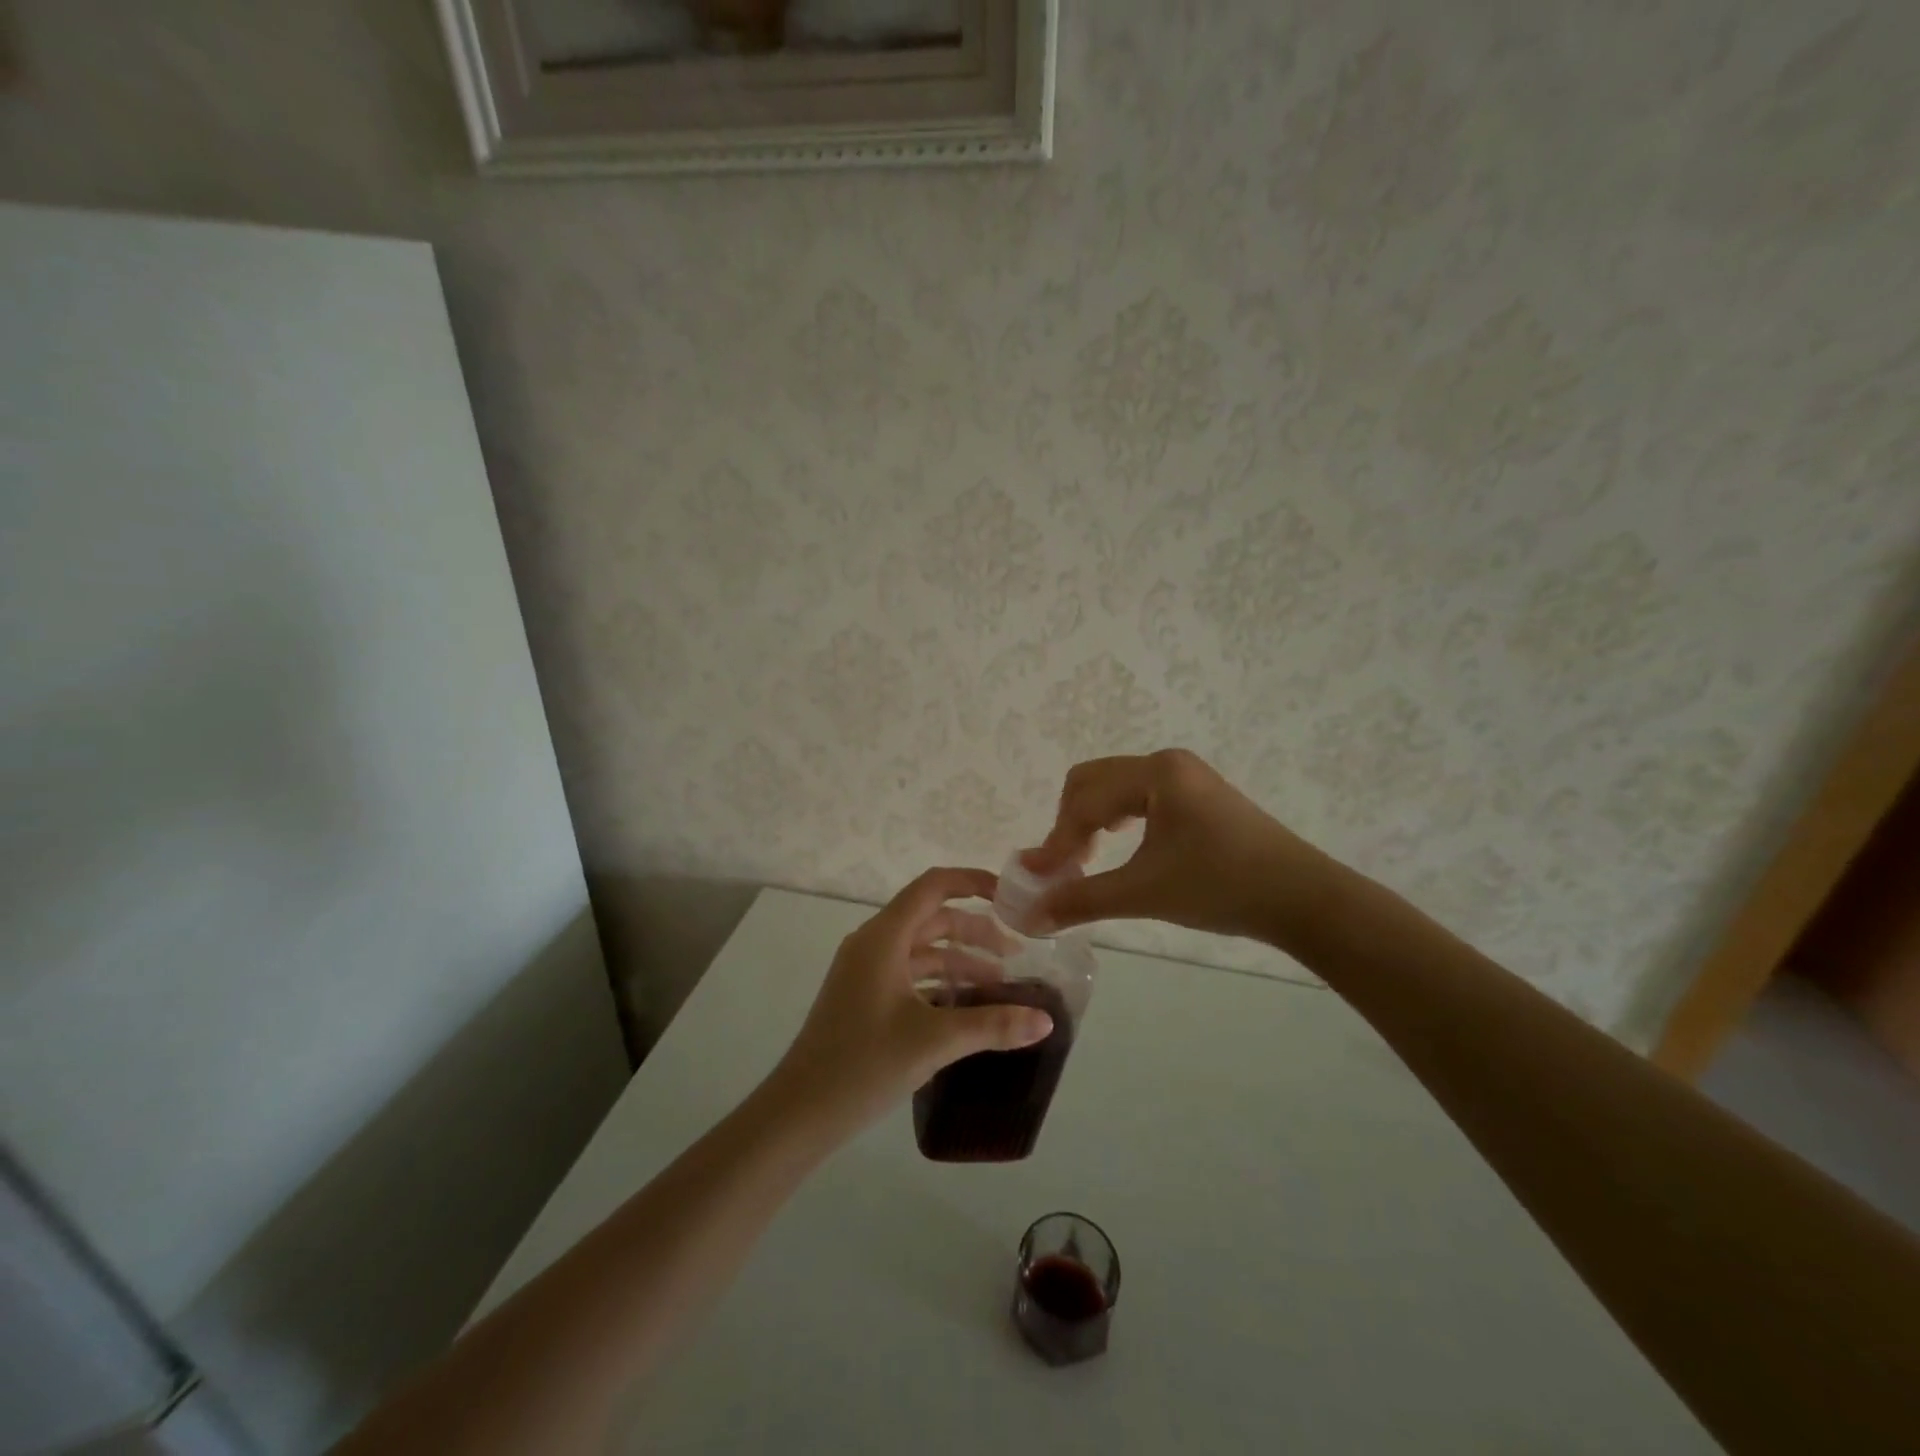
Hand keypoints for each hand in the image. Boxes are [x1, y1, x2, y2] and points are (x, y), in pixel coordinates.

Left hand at [768, 868, 1054, 1135]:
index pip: (933, 887)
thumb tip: (1046, 1020)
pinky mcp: (863, 998)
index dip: (972, 882)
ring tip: (1000, 987)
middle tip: (1016, 956)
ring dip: (960, 962)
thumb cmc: (863, 1064)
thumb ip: (992, 1026)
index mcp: (884, 937)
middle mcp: (873, 944)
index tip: (1009, 896)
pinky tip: (966, 1009)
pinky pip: (910, 975)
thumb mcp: (934, 1041)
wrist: (799, 1113)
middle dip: (975, 932)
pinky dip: (940, 983)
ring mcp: (865, 972)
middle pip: (932, 920)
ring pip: (922, 951)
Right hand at [1024, 749, 1327, 943]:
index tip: (1039, 879)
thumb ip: (1081, 901)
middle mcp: (1167, 763)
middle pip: (1092, 782)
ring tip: (1088, 860)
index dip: (1056, 840)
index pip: (1084, 801)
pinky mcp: (1198, 795)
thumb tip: (1028, 917)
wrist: (1302, 898)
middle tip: (1065, 868)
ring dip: (1091, 821)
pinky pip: (1139, 796)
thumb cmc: (1220, 886)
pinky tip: (1121, 846)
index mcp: (1154, 773)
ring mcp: (1186, 776)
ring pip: (1115, 788)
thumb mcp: (1143, 893)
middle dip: (1069, 823)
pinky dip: (1117, 820)